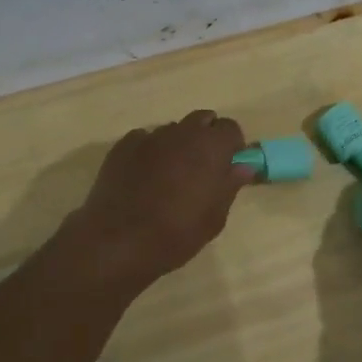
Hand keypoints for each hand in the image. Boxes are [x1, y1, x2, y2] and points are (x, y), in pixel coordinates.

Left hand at [63, 111, 254, 291]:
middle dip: (206, 137)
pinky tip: (144, 176)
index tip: (228, 166)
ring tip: (170, 175)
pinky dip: (150, 151)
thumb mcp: (214, 217)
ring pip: (173, 130)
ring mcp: (149, 137)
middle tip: (203, 168)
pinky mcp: (122, 146)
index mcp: (211, 147)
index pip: (231, 128)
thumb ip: (230, 186)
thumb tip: (242, 167)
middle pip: (202, 120)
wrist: (119, 241)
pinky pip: (145, 139)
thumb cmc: (177, 233)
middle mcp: (182, 133)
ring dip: (178, 144)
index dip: (232, 146)